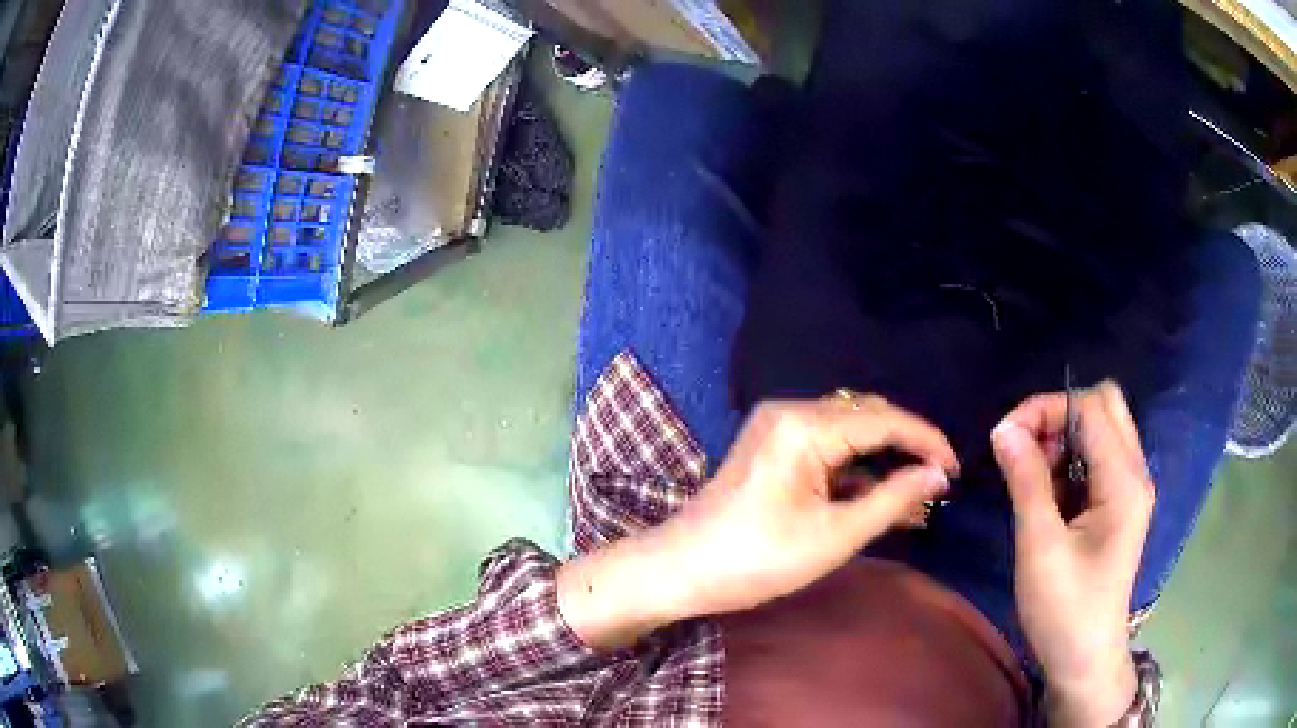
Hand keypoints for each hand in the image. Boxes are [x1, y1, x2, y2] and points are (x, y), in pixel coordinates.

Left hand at [559, 396, 957, 650]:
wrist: (681, 569)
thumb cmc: (757, 560)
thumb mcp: (835, 536)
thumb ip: (893, 499)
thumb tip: (937, 475)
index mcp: (805, 426)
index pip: (884, 420)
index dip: (926, 441)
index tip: (955, 469)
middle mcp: (791, 411)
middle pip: (867, 417)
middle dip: (906, 447)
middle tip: (937, 482)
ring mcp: (777, 425)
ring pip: (849, 431)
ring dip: (882, 458)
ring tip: (913, 493)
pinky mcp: (772, 444)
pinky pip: (827, 445)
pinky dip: (855, 468)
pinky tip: (876, 493)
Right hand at [991, 382, 1151, 726]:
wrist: (1086, 661)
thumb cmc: (1065, 610)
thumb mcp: (1040, 548)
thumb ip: (1027, 482)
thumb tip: (1004, 429)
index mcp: (1123, 480)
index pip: (1089, 407)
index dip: (1045, 409)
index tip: (1005, 436)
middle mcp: (1134, 473)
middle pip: (1104, 406)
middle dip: (1059, 415)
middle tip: (1026, 451)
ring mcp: (1129, 489)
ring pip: (1101, 430)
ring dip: (1064, 439)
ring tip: (1032, 477)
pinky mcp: (1118, 506)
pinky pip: (1097, 459)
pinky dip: (1070, 462)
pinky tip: (1048, 496)